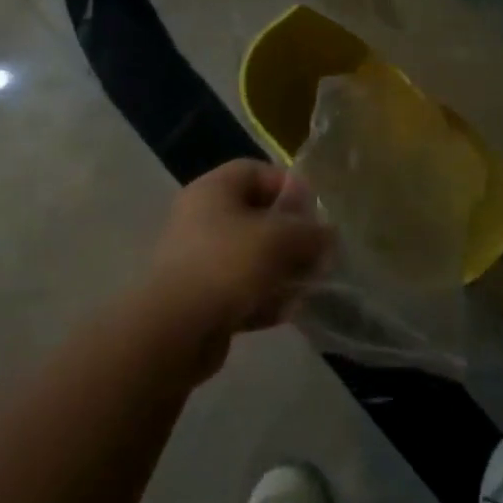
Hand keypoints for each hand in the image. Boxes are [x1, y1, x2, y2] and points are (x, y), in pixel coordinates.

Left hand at [147, 160, 333, 363]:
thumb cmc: (227, 265)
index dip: (290, 187)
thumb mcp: (281, 238)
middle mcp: (202, 219)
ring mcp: (199, 260)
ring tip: (307, 286)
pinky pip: (242, 290)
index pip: (257, 172)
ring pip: (253, 257)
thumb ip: (311, 232)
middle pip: (258, 217)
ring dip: (283, 271)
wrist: (174, 331)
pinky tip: (285, 312)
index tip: (315, 214)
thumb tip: (328, 234)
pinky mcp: (201, 298)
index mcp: (213, 190)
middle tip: (318, 255)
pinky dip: (264, 299)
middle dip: (293, 236)